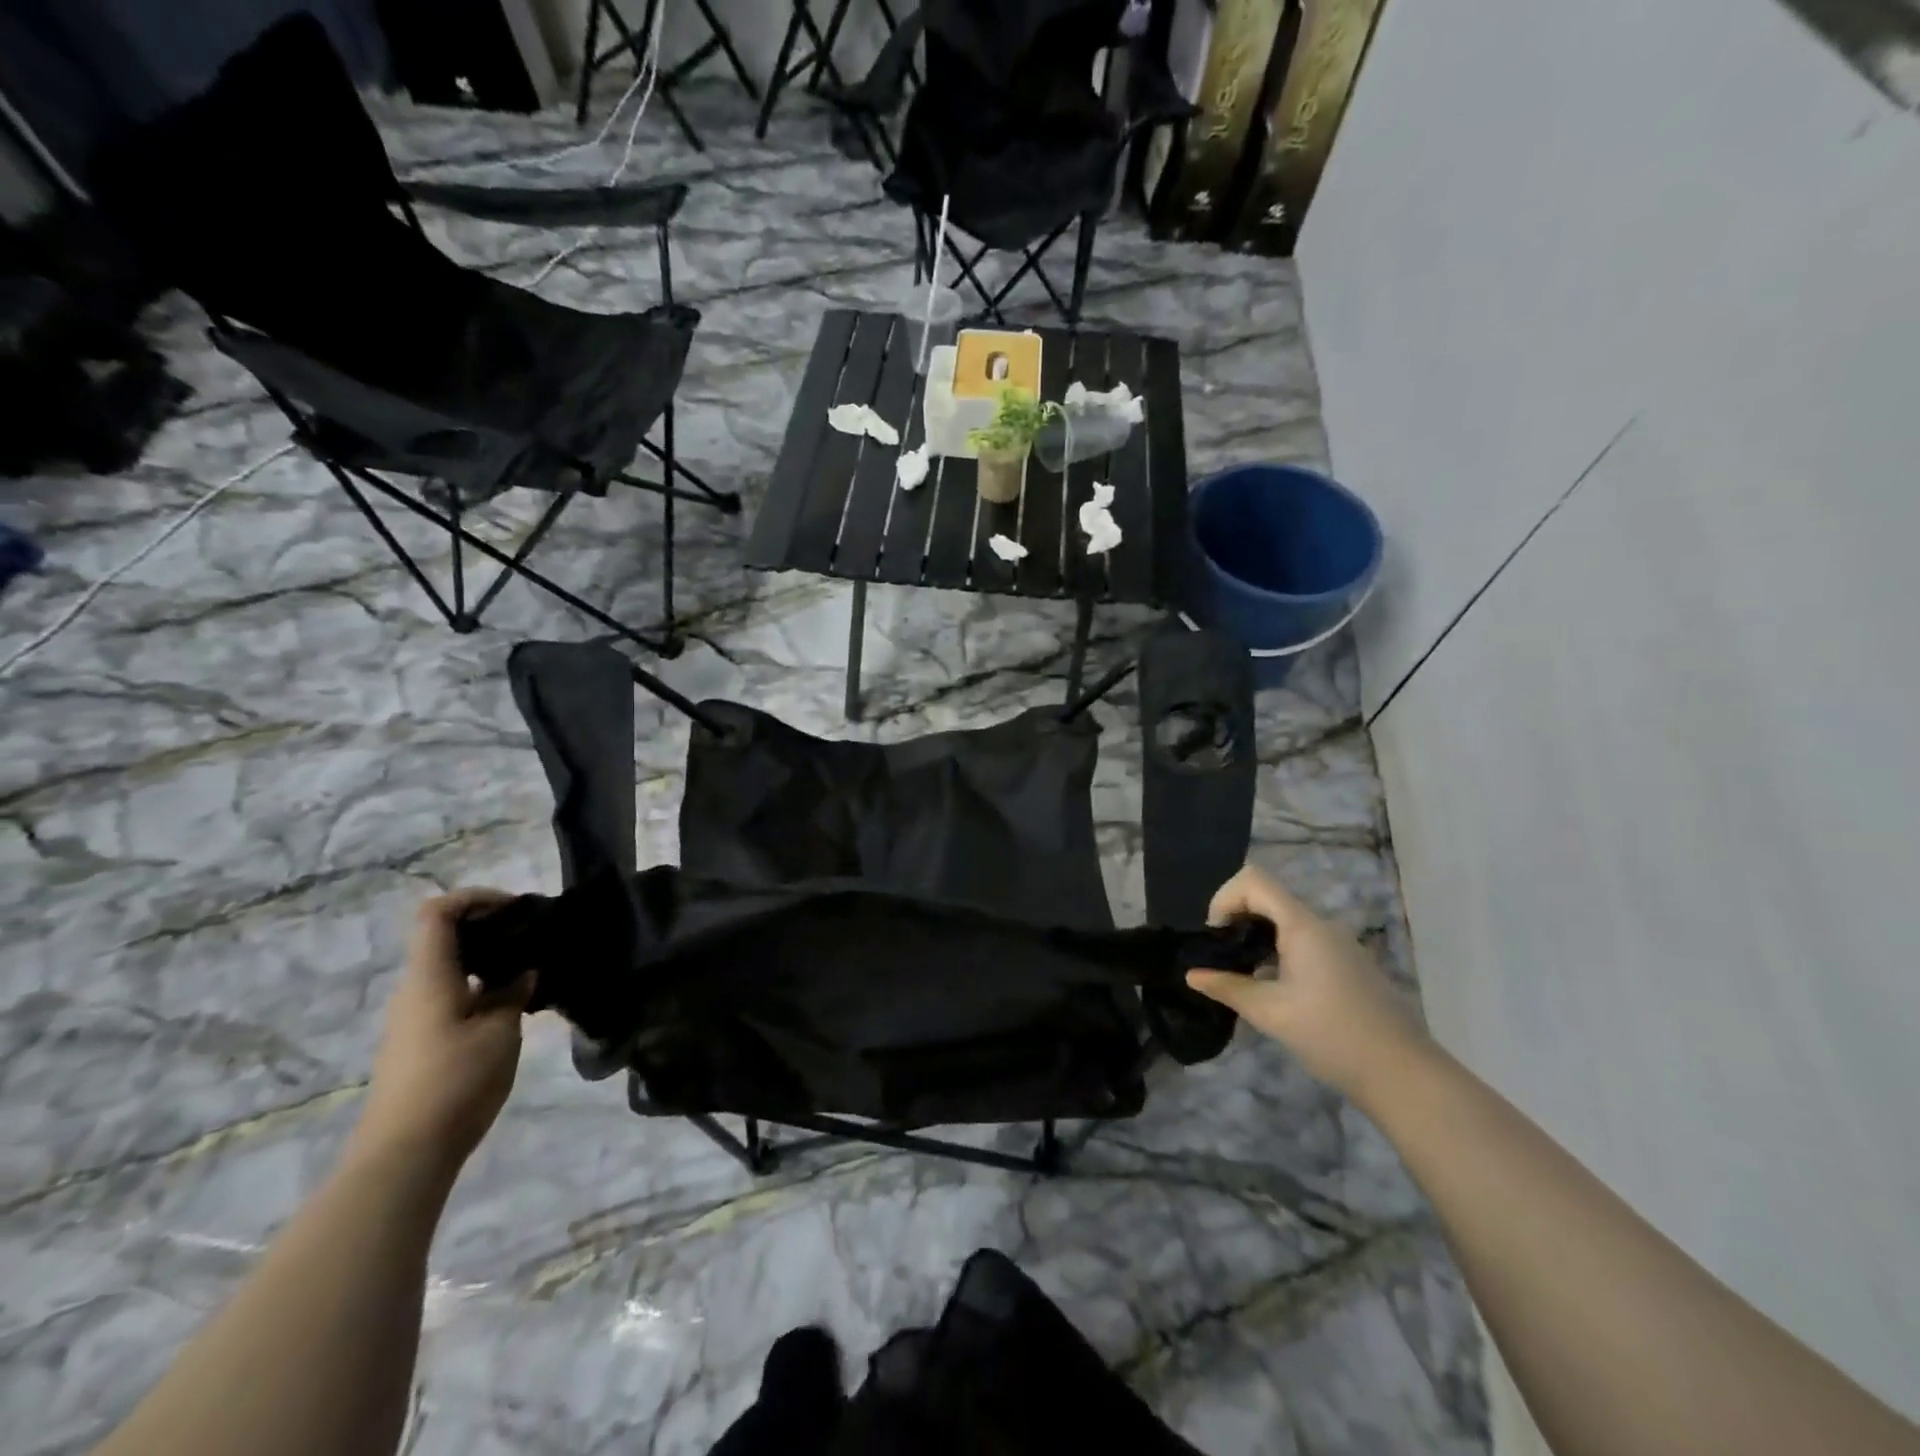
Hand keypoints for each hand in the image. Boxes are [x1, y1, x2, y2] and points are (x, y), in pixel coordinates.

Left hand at [354, 888, 535, 1175]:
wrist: (405, 1155)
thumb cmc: (454, 1082)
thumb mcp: (500, 1031)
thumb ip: (513, 993)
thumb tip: (522, 974)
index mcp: (429, 978)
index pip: (437, 913)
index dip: (474, 897)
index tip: (515, 907)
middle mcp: (414, 991)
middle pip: (444, 938)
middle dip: (489, 928)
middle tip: (533, 937)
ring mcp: (414, 1019)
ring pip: (450, 969)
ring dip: (489, 960)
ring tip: (532, 970)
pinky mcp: (420, 1043)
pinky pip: (451, 996)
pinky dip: (482, 986)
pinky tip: (513, 1005)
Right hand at [1186, 865, 1429, 1102]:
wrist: (1402, 1074)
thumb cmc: (1331, 1035)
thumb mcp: (1270, 1012)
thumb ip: (1228, 988)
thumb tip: (1192, 975)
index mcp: (1302, 926)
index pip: (1253, 880)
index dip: (1224, 898)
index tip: (1214, 936)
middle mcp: (1321, 925)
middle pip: (1268, 897)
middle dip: (1236, 918)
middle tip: (1221, 956)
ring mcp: (1338, 944)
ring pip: (1285, 921)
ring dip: (1256, 937)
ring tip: (1242, 976)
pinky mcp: (1347, 964)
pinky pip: (1303, 941)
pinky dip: (1277, 951)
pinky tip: (1273, 990)